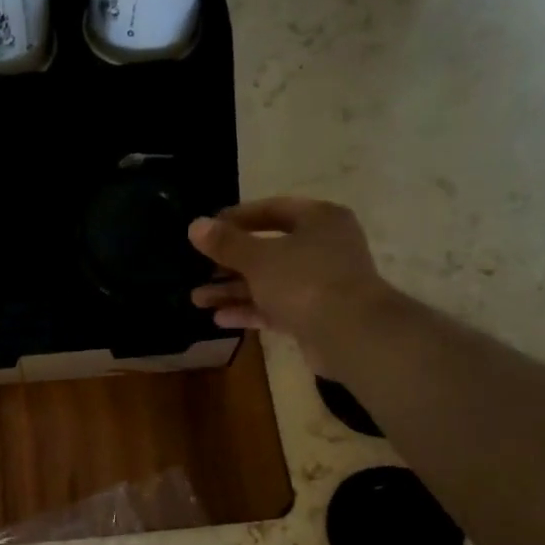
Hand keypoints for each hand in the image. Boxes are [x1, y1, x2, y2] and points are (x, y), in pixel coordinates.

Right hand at [188, 197, 391, 367]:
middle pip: (268, 249)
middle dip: (229, 262)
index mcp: (319, 219)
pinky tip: (219, 318)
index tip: (207, 229)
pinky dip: (250, 310)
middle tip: (197, 270)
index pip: (272, 209)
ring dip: (233, 290)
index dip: (237, 218)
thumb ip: (226, 243)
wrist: (350, 334)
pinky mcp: (315, 315)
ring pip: (269, 281)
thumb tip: (195, 225)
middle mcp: (323, 247)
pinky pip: (276, 307)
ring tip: (197, 299)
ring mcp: (321, 283)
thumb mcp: (258, 259)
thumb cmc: (305, 282)